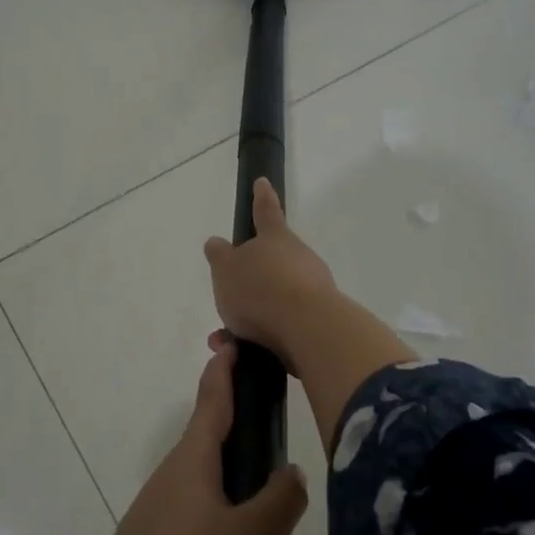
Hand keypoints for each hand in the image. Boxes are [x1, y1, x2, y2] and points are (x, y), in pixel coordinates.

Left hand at [75, 341, 308, 534]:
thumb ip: (279, 502)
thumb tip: (290, 472)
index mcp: (193, 465)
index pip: (213, 401)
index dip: (226, 370)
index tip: (232, 341)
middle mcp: (175, 491)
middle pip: (228, 472)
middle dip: (264, 495)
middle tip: (292, 513)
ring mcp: (164, 534)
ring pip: (227, 534)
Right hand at [202, 178, 337, 372]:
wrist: (307, 330)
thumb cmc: (260, 289)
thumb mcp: (226, 269)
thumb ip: (220, 256)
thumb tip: (216, 243)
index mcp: (276, 238)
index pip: (266, 211)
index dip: (261, 197)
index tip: (262, 182)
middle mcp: (299, 258)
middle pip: (272, 262)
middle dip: (250, 280)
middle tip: (228, 298)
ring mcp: (313, 289)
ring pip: (274, 298)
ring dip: (250, 315)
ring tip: (225, 338)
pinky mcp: (318, 320)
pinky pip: (282, 324)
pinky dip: (262, 336)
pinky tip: (243, 353)